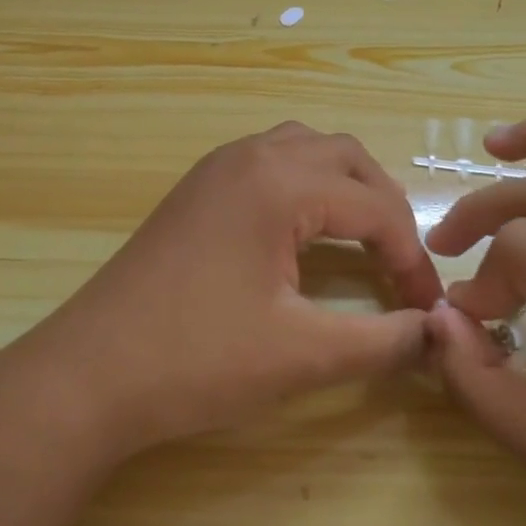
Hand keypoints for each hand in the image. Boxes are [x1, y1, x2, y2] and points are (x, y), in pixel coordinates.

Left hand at [13, 123, 443, 456]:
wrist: (90, 375)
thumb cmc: (197, 360)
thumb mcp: (302, 355)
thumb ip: (382, 341)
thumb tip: (435, 334)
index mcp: (278, 183)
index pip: (374, 207)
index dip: (411, 258)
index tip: (426, 308)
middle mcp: (247, 158)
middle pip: (344, 158)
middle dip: (384, 206)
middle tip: (399, 263)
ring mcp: (213, 170)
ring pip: (302, 150)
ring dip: (342, 187)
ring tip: (361, 238)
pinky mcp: (192, 192)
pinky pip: (266, 164)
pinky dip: (302, 187)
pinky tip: (303, 233)